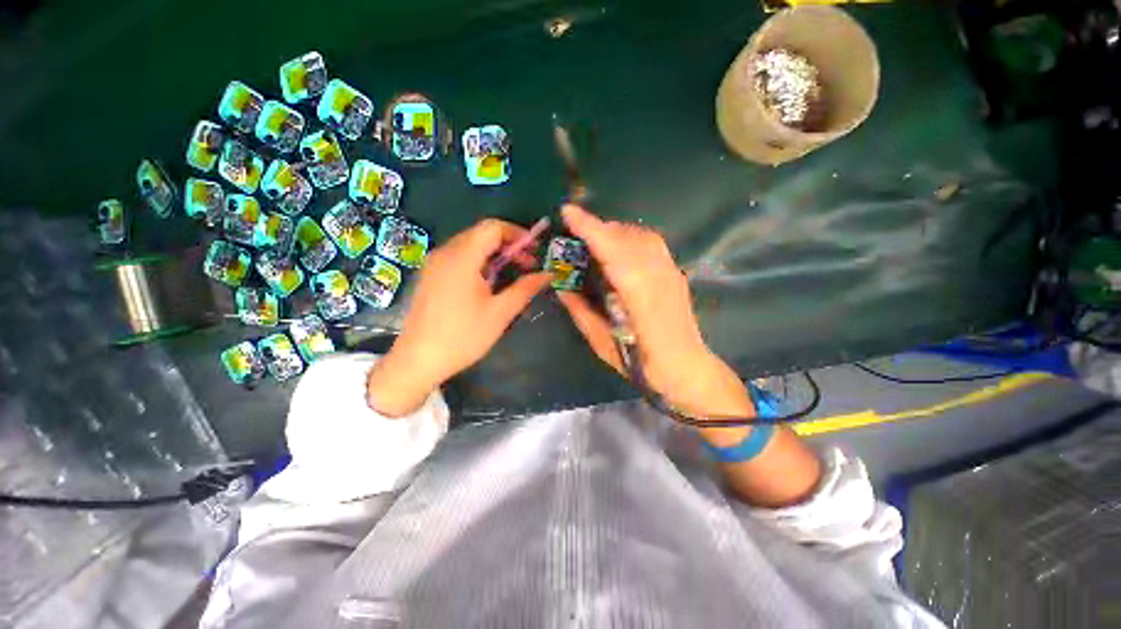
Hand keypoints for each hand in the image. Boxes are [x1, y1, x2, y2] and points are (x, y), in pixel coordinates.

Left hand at [367, 219, 551, 416]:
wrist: (418, 361)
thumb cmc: (463, 336)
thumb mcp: (500, 313)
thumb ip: (526, 288)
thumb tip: (548, 274)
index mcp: (462, 258)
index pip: (493, 227)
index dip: (517, 234)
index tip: (535, 251)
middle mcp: (445, 253)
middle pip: (481, 234)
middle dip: (509, 245)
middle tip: (528, 265)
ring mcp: (434, 264)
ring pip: (470, 245)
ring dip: (495, 254)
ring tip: (512, 275)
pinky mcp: (430, 276)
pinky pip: (459, 257)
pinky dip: (479, 262)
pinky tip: (489, 283)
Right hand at [557, 205, 754, 420]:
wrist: (688, 368)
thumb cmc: (643, 366)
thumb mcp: (603, 344)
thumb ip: (581, 312)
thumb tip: (561, 286)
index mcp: (640, 298)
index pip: (613, 252)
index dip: (591, 230)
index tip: (567, 212)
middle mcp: (659, 277)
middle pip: (627, 237)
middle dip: (598, 227)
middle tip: (574, 230)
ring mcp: (671, 272)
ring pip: (641, 236)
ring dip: (614, 230)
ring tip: (594, 238)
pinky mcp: (675, 273)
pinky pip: (651, 244)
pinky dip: (630, 237)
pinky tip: (619, 248)